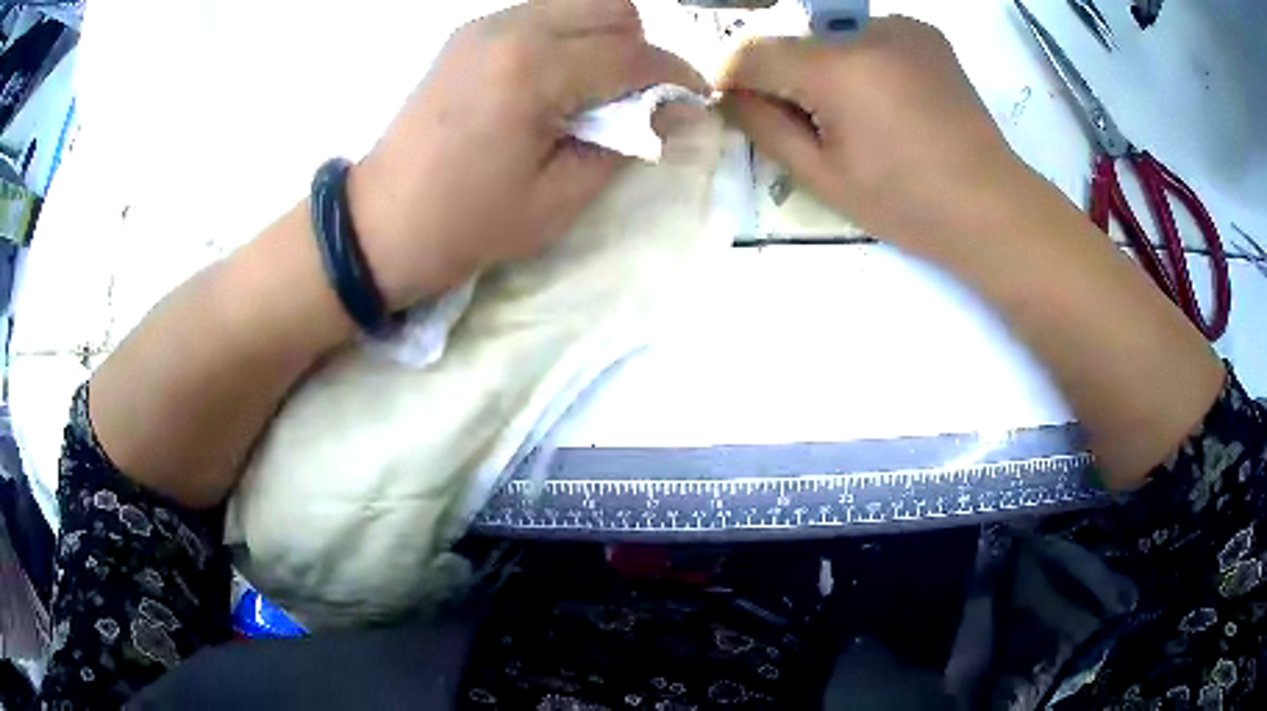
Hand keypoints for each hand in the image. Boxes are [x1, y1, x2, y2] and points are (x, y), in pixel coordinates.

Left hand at [347, 0, 706, 310]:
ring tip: (593, 88)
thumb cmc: (468, 222)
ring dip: (603, 37)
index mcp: (533, 70)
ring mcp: (485, 26)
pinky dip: (567, 36)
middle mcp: (511, 29)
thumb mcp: (557, 199)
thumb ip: (625, 144)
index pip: (630, 54)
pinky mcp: (469, 34)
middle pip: (610, 6)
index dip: (675, 75)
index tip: (696, 97)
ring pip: (576, 2)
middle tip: (634, 96)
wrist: (381, 221)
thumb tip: (675, 111)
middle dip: (639, 47)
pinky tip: (554, 79)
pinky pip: (541, 14)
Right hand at [720, 17, 1021, 249]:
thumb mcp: (823, 178)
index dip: (735, 79)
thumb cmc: (908, 204)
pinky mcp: (925, 34)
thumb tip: (730, 95)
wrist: (992, 206)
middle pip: (794, 43)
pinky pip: (868, 38)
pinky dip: (862, 62)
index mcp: (838, 70)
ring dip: (826, 69)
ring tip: (861, 117)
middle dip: (786, 78)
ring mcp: (902, 27)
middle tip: (815, 126)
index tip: (741, 109)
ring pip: (831, 39)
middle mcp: (867, 31)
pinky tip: (889, 99)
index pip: (751, 51)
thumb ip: (764, 127)